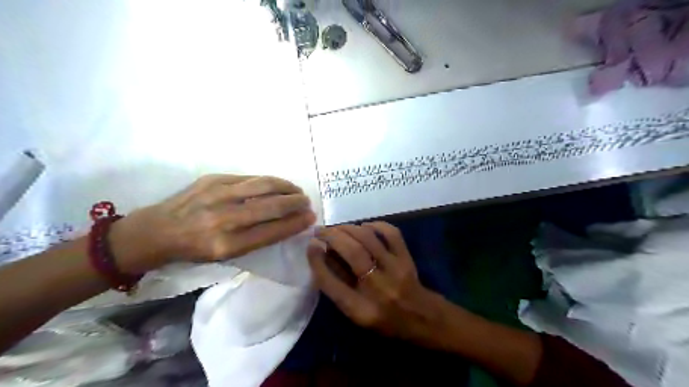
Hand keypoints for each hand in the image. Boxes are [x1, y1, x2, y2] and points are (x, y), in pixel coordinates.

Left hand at [113, 174, 316, 272]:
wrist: (157, 231)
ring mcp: (217, 194)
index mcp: (227, 245)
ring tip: (297, 191)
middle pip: (272, 206)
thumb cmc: (195, 249)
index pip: (273, 231)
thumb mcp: (225, 255)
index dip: (295, 223)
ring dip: (286, 187)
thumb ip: (257, 238)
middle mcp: (224, 219)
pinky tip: (277, 184)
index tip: (310, 218)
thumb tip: (286, 222)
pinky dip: (269, 181)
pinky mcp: (213, 179)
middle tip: (307, 203)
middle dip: (296, 203)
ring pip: (264, 186)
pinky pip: (249, 178)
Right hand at [307, 222, 446, 345]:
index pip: (332, 283)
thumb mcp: (356, 313)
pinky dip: (376, 225)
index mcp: (361, 310)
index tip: (310, 245)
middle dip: (332, 236)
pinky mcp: (407, 259)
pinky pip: (391, 234)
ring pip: (368, 239)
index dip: (317, 261)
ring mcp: (395, 270)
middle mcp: (378, 288)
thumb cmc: (384, 319)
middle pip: (352, 253)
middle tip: (320, 231)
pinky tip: (364, 226)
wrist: (422, 318)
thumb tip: (321, 254)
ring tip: (337, 228)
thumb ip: (338, 287)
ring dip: (348, 228)